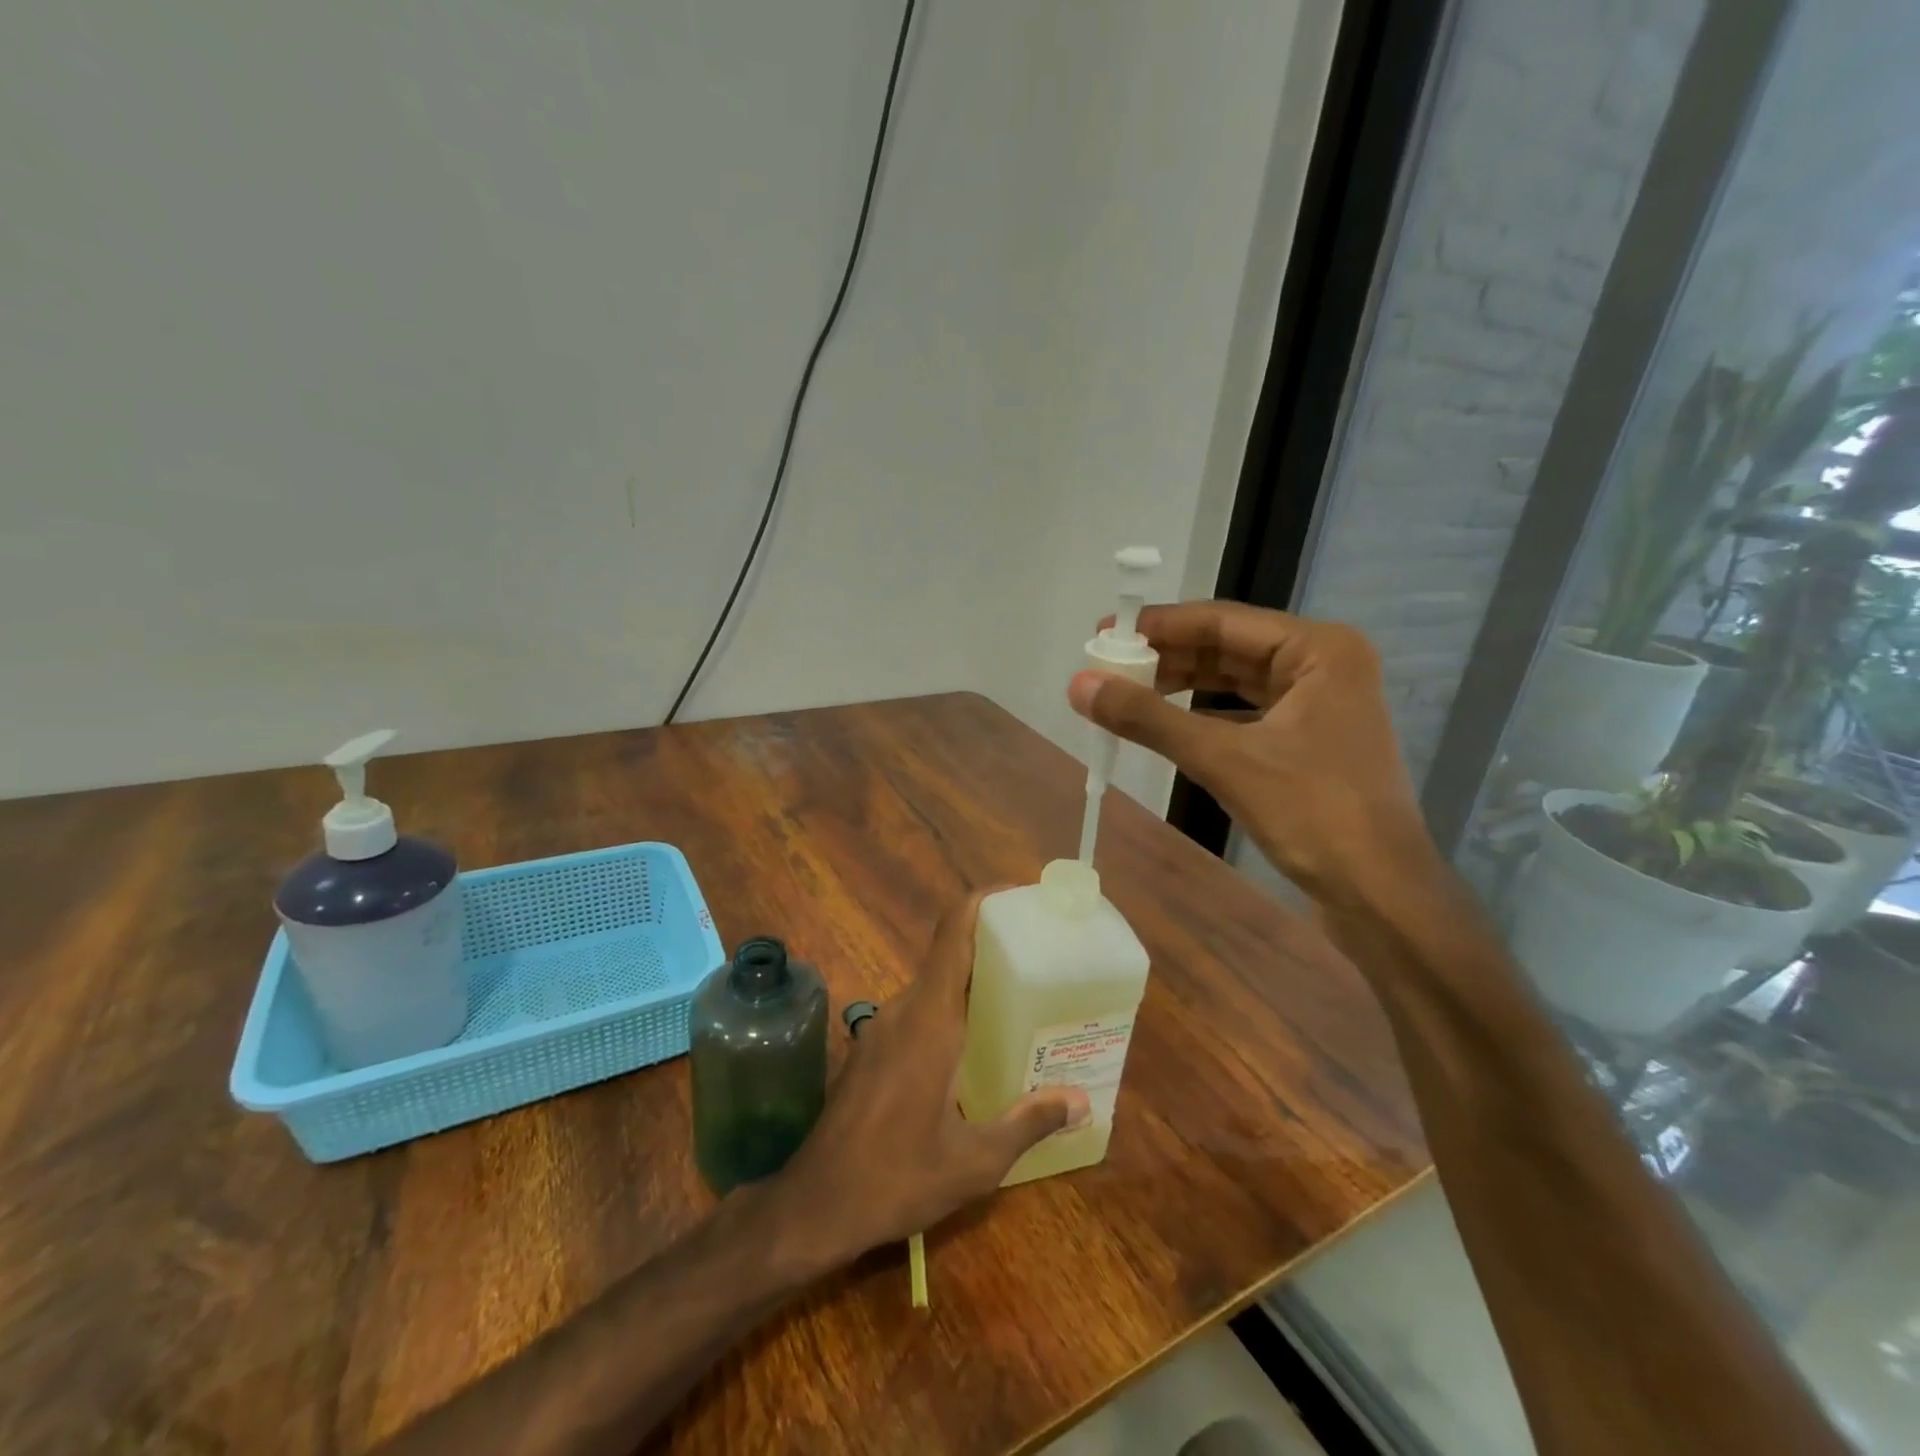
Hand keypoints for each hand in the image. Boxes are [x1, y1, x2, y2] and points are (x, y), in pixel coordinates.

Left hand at [768, 891, 1090, 1265]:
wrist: (814, 1205)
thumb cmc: (896, 1178)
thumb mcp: (974, 1162)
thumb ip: (1028, 1122)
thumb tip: (1080, 1100)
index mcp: (929, 1019)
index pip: (953, 933)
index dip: (984, 902)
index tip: (1021, 897)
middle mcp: (903, 1010)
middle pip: (949, 954)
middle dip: (993, 947)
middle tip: (1042, 957)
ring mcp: (882, 1028)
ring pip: (934, 985)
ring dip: (972, 982)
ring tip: (1022, 1000)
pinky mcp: (873, 1049)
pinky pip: (919, 1011)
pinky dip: (951, 1010)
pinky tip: (978, 1046)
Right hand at [1069, 601, 1437, 907]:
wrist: (1380, 894)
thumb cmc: (1314, 813)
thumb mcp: (1224, 759)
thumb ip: (1149, 719)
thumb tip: (1079, 685)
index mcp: (1318, 649)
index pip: (1223, 620)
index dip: (1159, 625)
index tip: (1104, 631)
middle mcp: (1323, 665)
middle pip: (1229, 648)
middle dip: (1168, 658)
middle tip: (1108, 667)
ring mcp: (1319, 705)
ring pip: (1235, 682)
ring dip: (1182, 687)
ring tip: (1126, 693)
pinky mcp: (1309, 742)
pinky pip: (1244, 714)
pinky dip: (1203, 717)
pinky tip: (1166, 726)